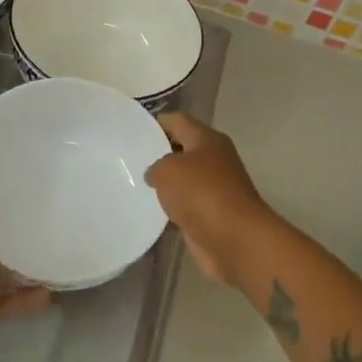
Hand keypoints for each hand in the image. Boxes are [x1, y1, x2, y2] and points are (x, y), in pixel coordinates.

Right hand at [146, 113, 274, 287]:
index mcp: (207, 140)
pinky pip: (185, 205)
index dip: (154, 123)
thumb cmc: (201, 194)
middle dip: (156, 154)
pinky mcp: (210, 215)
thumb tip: (155, 175)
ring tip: (131, 185)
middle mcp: (213, 160)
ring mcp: (214, 189)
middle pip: (180, 150)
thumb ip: (155, 166)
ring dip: (163, 184)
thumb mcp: (167, 170)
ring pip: (182, 180)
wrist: (234, 240)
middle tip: (126, 160)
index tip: (130, 132)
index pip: (177, 121)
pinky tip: (147, 211)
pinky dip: (170, 208)